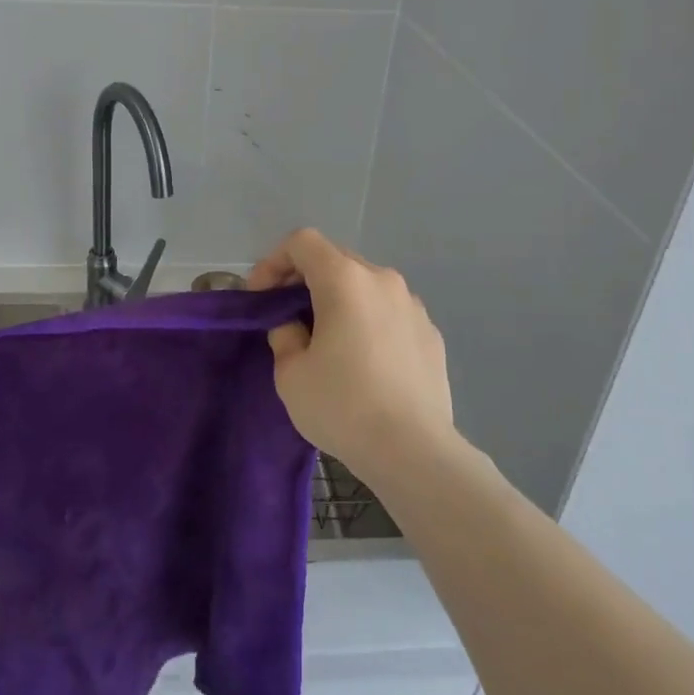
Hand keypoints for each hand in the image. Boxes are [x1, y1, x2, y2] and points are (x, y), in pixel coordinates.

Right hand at [248, 229, 454, 484]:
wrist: (414, 451)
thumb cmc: (343, 406)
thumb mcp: (291, 374)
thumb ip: (285, 336)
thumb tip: (296, 327)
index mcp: (345, 280)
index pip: (303, 243)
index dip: (274, 261)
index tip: (262, 296)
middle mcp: (383, 281)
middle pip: (336, 260)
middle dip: (304, 279)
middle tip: (287, 315)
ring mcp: (413, 306)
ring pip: (365, 286)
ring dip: (339, 300)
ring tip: (327, 340)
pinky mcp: (431, 333)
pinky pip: (389, 313)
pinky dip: (368, 322)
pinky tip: (364, 362)